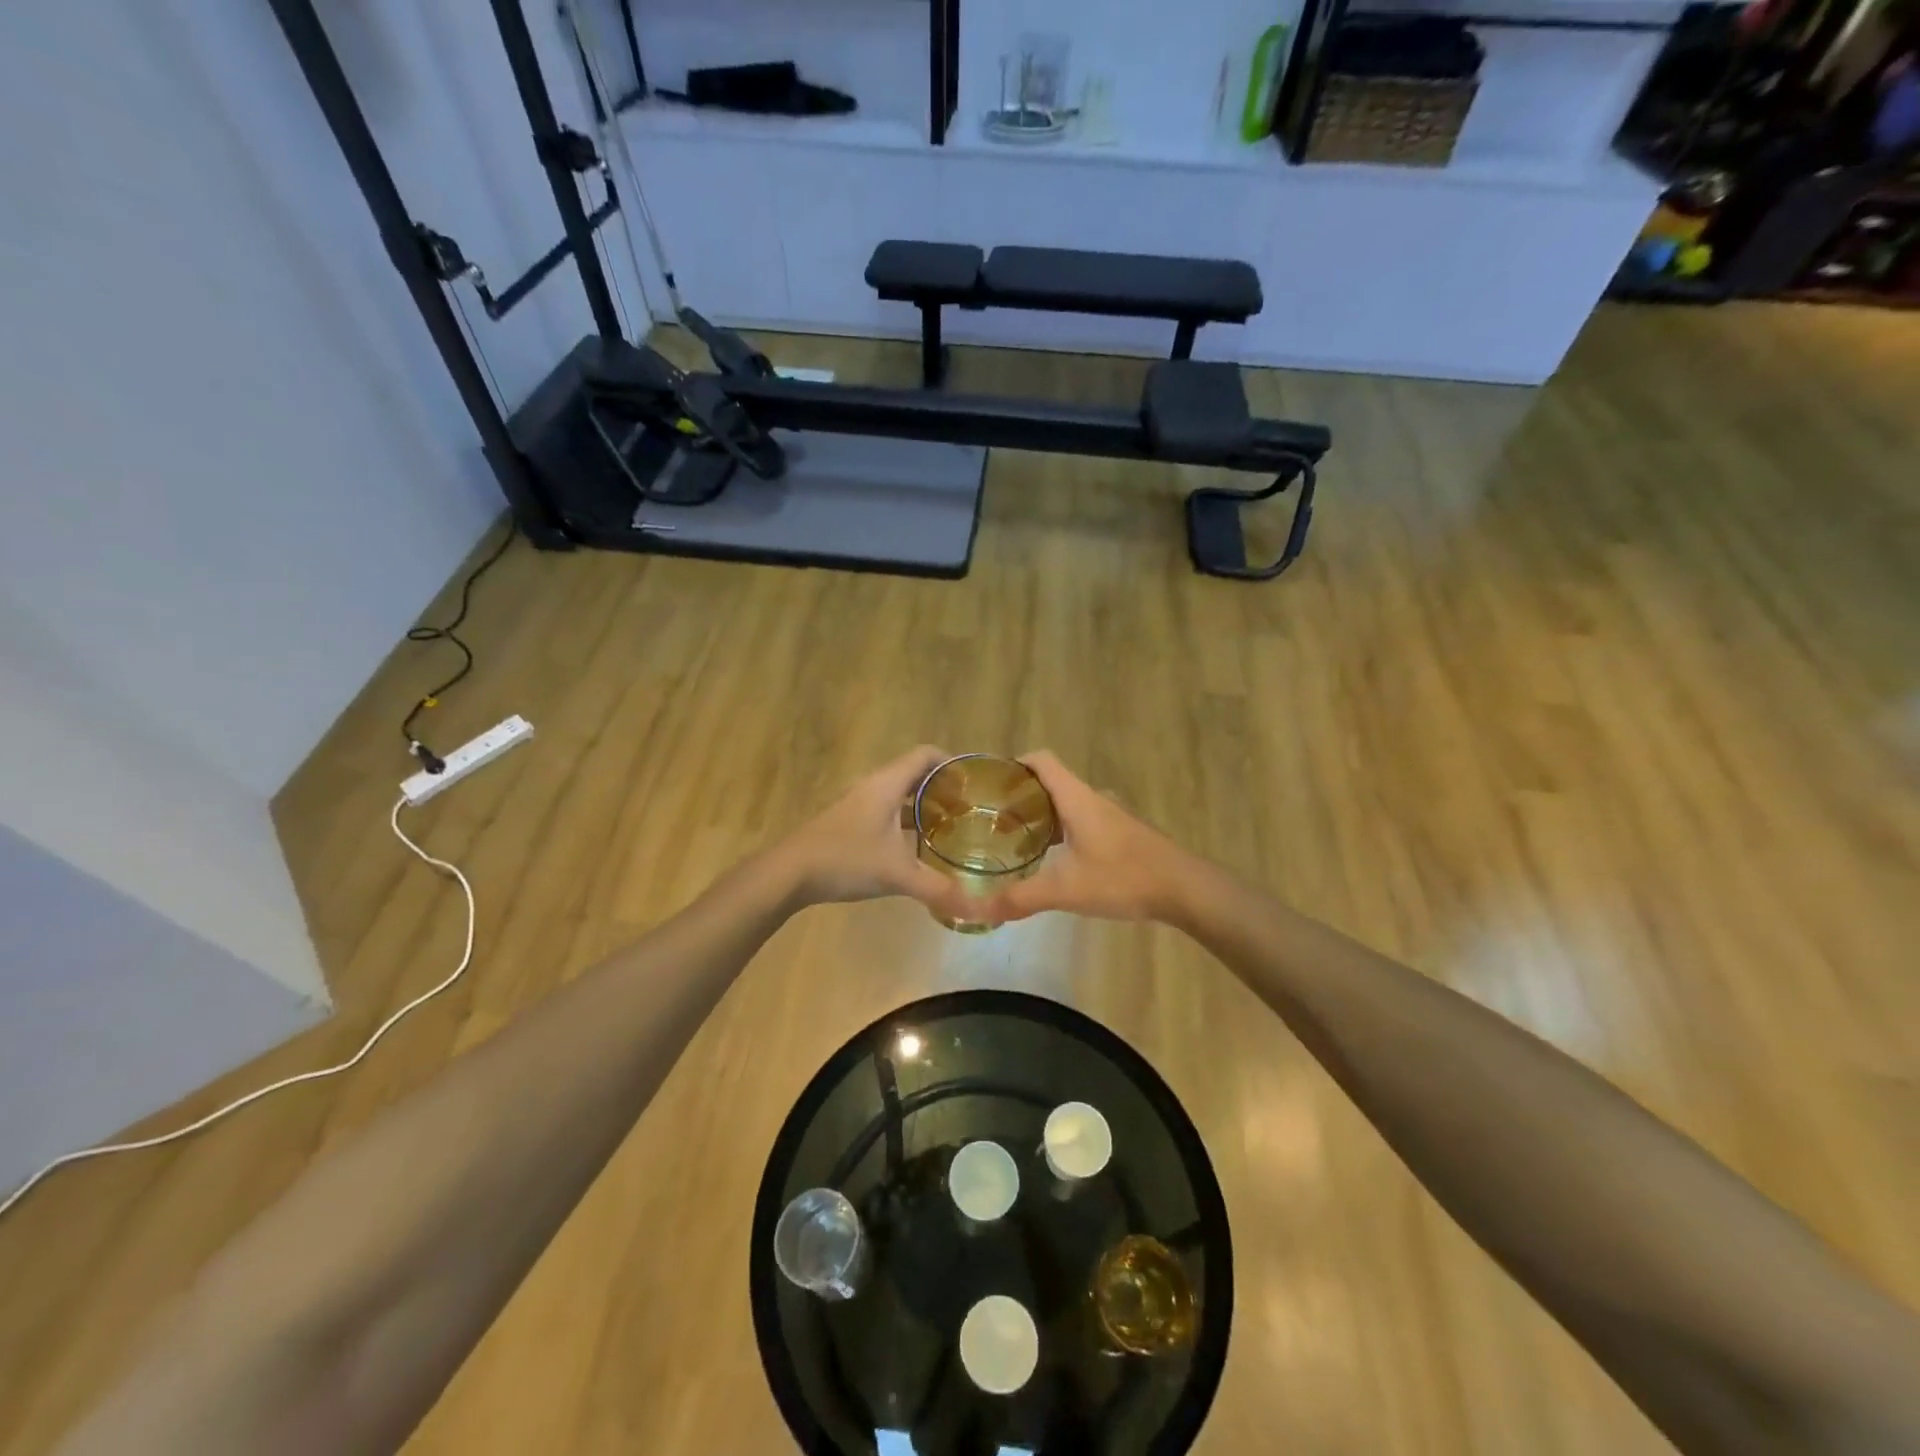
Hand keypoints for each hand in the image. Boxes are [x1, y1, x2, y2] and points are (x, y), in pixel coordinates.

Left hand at [777, 746, 969, 915]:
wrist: (789, 872)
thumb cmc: (845, 860)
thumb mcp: (896, 874)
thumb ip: (937, 888)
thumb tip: (976, 907)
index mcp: (887, 783)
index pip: (926, 755)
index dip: (952, 764)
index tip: (973, 786)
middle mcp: (873, 785)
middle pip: (914, 773)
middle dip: (942, 788)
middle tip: (967, 811)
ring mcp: (857, 802)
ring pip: (898, 794)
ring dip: (922, 805)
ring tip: (947, 828)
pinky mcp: (848, 821)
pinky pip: (884, 809)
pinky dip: (903, 820)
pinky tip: (913, 846)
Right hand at [975, 752, 1203, 924]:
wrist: (1185, 890)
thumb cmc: (1124, 878)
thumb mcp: (1066, 890)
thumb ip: (1021, 898)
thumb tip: (979, 910)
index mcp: (1077, 798)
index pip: (1041, 761)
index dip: (1014, 764)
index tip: (990, 783)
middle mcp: (1093, 799)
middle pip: (1050, 783)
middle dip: (1021, 797)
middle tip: (993, 819)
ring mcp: (1111, 816)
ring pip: (1068, 805)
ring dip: (1043, 816)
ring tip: (1017, 840)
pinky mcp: (1123, 835)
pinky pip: (1083, 822)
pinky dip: (1063, 832)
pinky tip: (1056, 860)